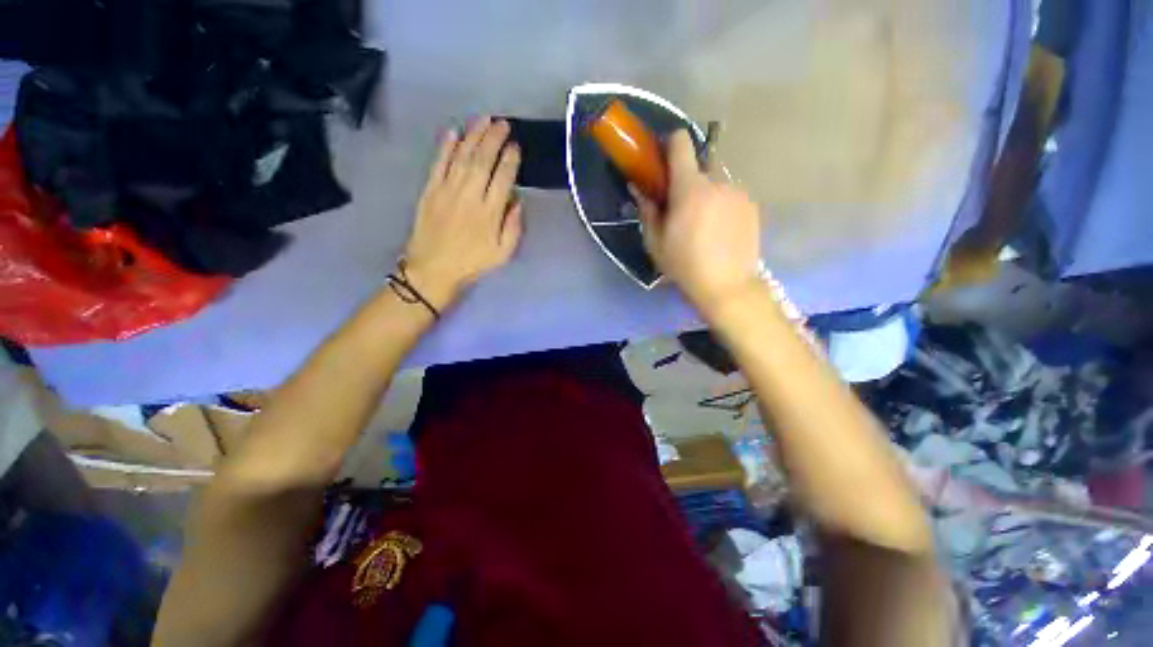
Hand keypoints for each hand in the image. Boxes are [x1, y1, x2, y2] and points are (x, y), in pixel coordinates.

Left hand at [402, 117, 522, 309]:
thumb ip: (513, 228)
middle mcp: (469, 196)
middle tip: (503, 124)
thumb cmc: (472, 263)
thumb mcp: (502, 254)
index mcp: (489, 213)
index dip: (510, 160)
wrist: (433, 269)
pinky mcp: (430, 190)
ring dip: (473, 135)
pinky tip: (453, 132)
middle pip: (483, 161)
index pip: (503, 179)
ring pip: (462, 157)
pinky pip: (438, 163)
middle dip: (494, 139)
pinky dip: (446, 146)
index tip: (516, 146)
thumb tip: (518, 202)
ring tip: (484, 119)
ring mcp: (447, 191)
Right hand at [633, 130, 762, 318]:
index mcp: (690, 188)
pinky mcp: (752, 205)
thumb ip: (648, 211)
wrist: (727, 286)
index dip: (670, 143)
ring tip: (703, 224)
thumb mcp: (655, 243)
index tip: (662, 159)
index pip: (681, 143)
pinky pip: (731, 195)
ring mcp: (738, 192)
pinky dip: (722, 204)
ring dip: (706, 194)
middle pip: (699, 165)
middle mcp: (717, 182)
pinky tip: (720, 230)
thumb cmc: (684, 265)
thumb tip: (640, 190)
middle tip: (681, 207)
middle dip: (687, 179)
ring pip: (716, 182)